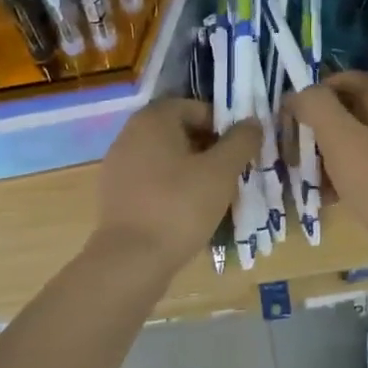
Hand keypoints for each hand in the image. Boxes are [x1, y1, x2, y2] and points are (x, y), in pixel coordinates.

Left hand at [93, 98, 259, 274]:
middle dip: (209, 149)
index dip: (223, 126)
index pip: (196, 108)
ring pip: (166, 158)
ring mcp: (118, 165)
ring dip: (192, 170)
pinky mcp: (115, 194)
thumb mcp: (221, 171)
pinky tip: (187, 213)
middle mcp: (129, 134)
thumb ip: (241, 141)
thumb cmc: (180, 206)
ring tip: (213, 197)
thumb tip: (252, 122)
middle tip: (231, 175)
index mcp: (153, 119)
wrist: (131, 259)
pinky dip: (171, 189)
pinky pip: (151, 181)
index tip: (240, 152)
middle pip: (180, 132)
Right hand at [288, 72, 367, 260]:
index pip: (344, 79)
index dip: (314, 91)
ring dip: (325, 155)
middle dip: (315, 128)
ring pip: (353, 143)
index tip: (289, 115)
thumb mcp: (341, 139)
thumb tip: (297, 93)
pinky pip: (364, 170)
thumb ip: (316, 107)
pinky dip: (342, 177)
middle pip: (347, 112)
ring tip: (303, 177)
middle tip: (291, 149)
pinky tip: (326, 198)